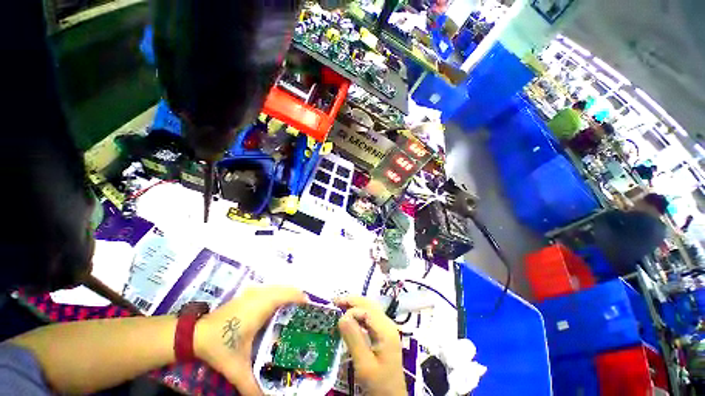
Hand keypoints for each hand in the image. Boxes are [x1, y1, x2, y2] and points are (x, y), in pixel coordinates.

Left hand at [194, 286, 306, 395]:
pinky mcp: (249, 294)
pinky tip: (277, 311)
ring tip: (294, 313)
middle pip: (288, 289)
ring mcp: (254, 292)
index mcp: (262, 306)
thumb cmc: (220, 346)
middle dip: (298, 299)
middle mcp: (261, 294)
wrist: (196, 334)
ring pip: (280, 288)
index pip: (290, 295)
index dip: (303, 300)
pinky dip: (279, 295)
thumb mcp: (236, 368)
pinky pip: (271, 290)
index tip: (311, 312)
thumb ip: (251, 386)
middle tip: (304, 315)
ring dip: (289, 297)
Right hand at [334, 296, 405, 395]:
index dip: (350, 310)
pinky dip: (359, 313)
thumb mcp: (364, 364)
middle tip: (334, 302)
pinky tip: (350, 318)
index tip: (335, 316)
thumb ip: (354, 338)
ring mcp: (387, 327)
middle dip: (351, 301)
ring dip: (355, 305)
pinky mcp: (384, 333)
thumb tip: (342, 316)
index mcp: (385, 329)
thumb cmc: (378, 384)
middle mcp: (388, 324)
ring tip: (339, 307)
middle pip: (369, 304)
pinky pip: (370, 316)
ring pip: (370, 308)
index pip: (366, 310)